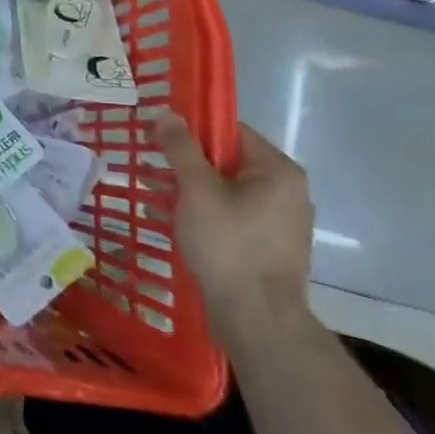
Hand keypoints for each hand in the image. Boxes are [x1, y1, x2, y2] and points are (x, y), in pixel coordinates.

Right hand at [154, 110, 314, 344]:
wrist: (258, 320)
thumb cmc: (228, 245)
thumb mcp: (196, 190)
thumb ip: (180, 148)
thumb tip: (166, 113)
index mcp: (277, 170)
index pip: (230, 131)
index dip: (192, 128)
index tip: (158, 135)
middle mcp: (286, 191)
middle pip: (226, 160)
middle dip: (184, 161)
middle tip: (148, 162)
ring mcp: (279, 221)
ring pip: (224, 190)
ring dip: (187, 187)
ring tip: (149, 188)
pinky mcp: (267, 246)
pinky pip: (230, 215)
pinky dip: (201, 211)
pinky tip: (168, 217)